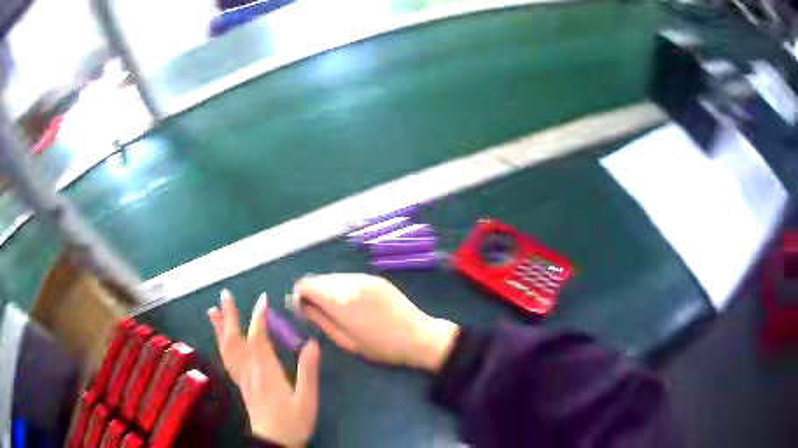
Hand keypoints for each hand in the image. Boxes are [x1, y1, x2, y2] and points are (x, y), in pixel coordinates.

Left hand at [208, 290, 319, 446]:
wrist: (275, 442)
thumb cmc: (293, 422)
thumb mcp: (307, 399)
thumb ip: (308, 372)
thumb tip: (312, 343)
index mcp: (266, 372)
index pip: (259, 339)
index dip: (259, 318)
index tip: (262, 299)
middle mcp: (250, 371)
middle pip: (235, 340)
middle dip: (230, 316)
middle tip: (224, 295)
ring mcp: (242, 377)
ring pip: (227, 348)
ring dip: (220, 327)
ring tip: (213, 310)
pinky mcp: (241, 384)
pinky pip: (227, 359)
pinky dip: (222, 344)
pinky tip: (221, 339)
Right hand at [292, 274, 457, 371]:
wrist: (418, 336)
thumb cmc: (380, 346)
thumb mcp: (345, 340)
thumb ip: (319, 320)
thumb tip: (300, 306)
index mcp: (340, 299)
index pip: (306, 285)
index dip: (299, 296)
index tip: (303, 311)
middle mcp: (350, 281)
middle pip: (318, 278)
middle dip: (312, 293)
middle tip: (317, 313)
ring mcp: (364, 276)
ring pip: (333, 277)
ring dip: (327, 289)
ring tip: (337, 311)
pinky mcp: (375, 277)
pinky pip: (349, 277)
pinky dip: (342, 287)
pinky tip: (352, 304)